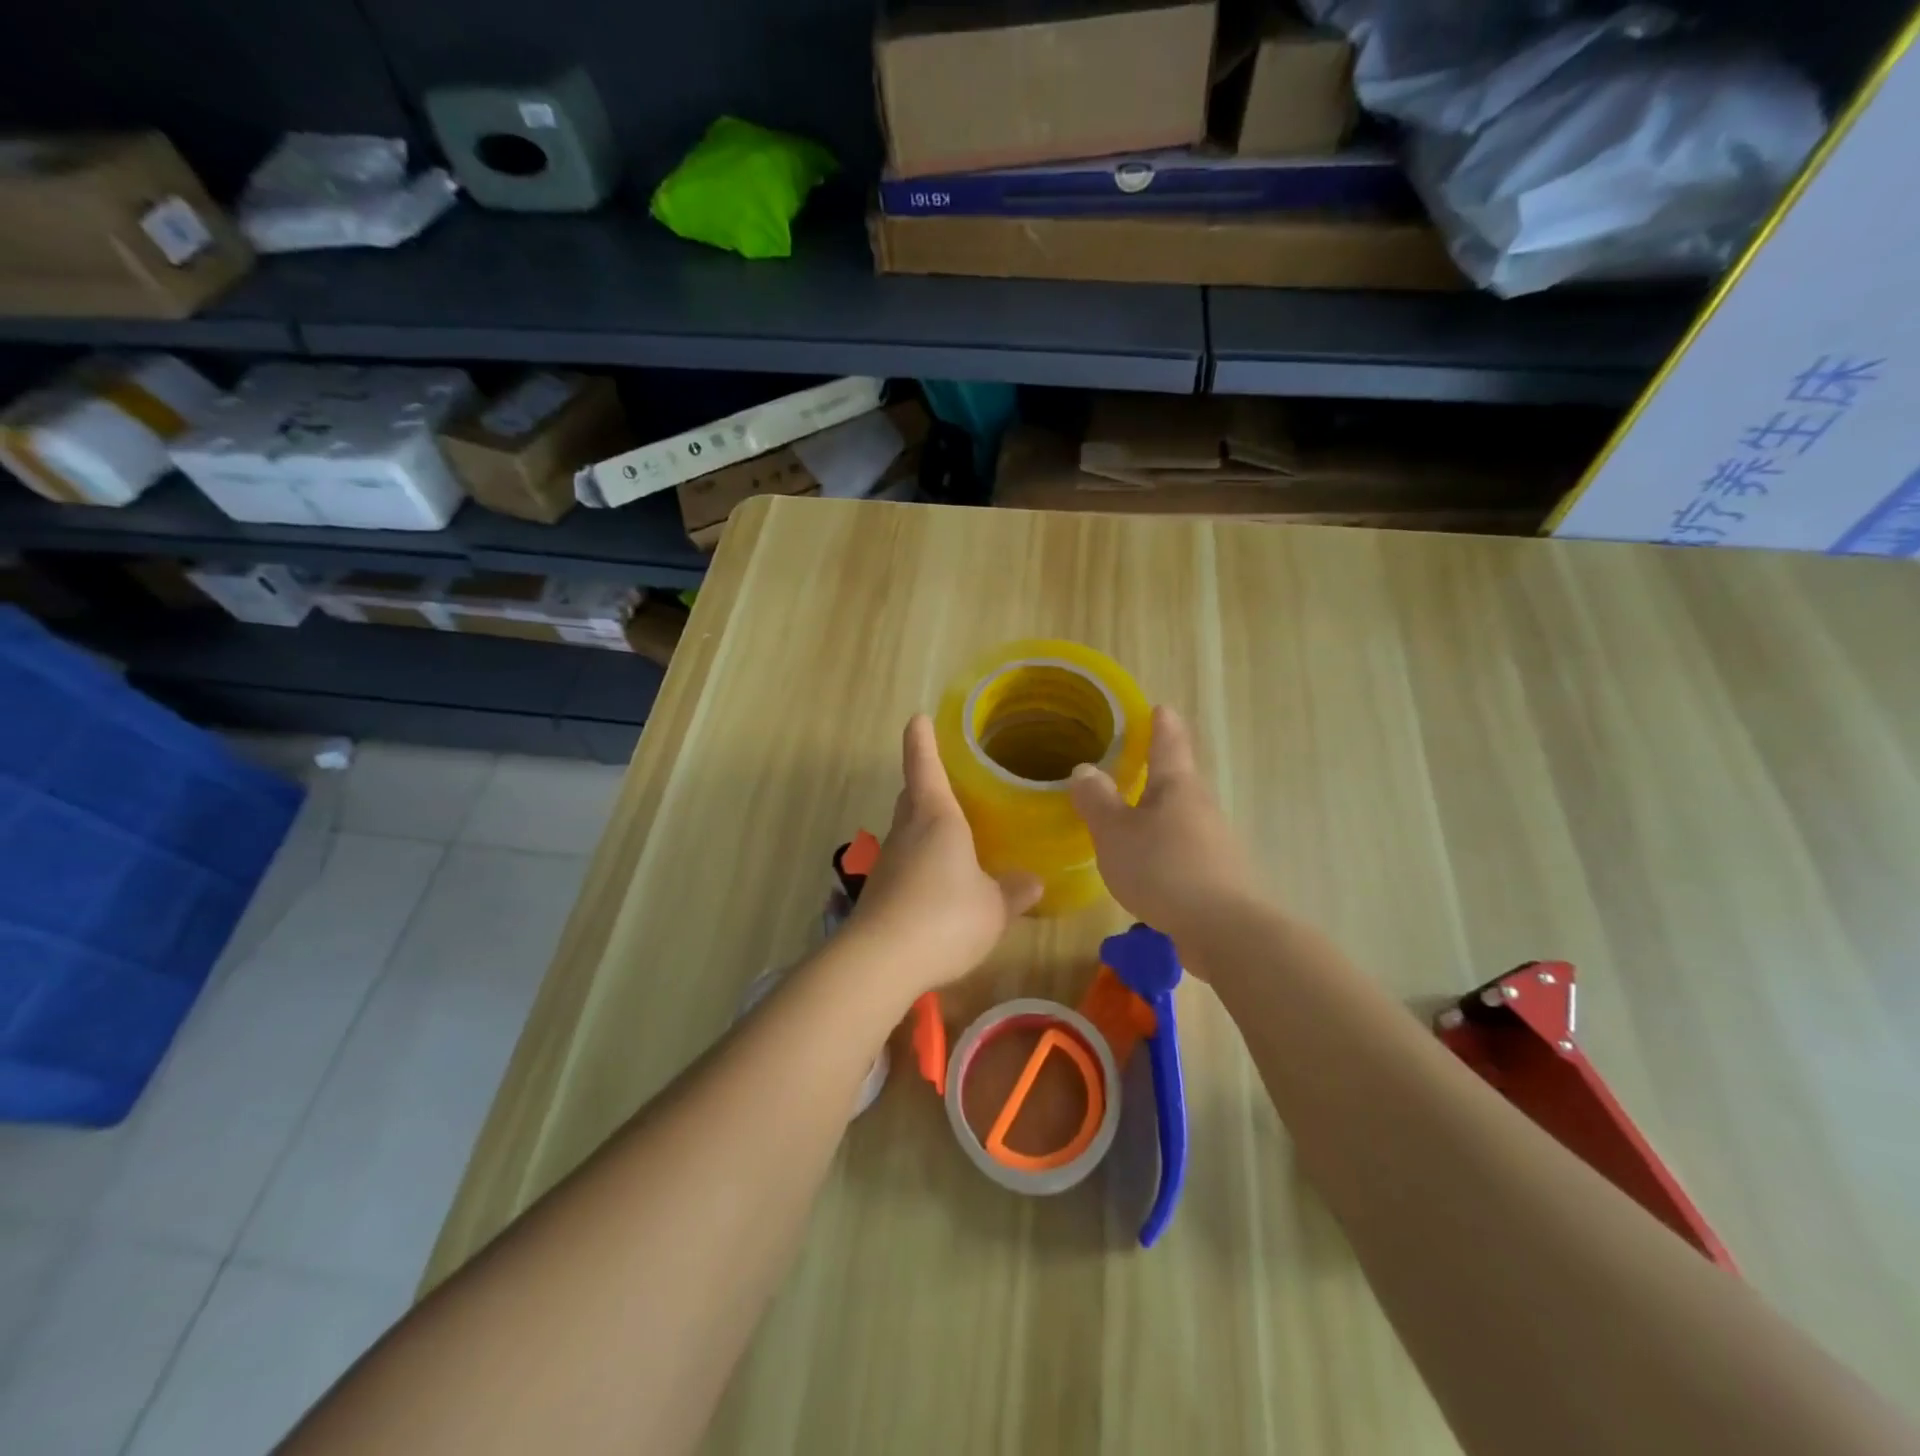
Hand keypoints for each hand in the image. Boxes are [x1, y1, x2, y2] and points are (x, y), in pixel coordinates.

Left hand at [845, 715, 1041, 1000]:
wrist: (881, 961)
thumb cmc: (946, 917)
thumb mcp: (993, 907)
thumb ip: (1013, 892)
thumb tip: (1033, 881)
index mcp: (936, 818)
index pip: (924, 766)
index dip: (921, 741)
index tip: (917, 718)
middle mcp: (907, 832)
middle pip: (912, 796)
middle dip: (924, 784)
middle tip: (946, 781)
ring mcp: (888, 862)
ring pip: (906, 832)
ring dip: (923, 828)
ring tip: (951, 836)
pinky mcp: (879, 893)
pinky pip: (904, 865)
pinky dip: (919, 864)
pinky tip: (938, 886)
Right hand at [1069, 705, 1256, 942]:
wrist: (1224, 932)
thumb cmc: (1163, 869)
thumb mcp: (1115, 833)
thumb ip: (1097, 801)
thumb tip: (1084, 769)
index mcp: (1177, 787)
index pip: (1169, 743)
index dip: (1161, 724)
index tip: (1159, 708)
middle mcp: (1201, 807)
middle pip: (1177, 782)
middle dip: (1155, 773)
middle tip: (1127, 767)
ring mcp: (1214, 843)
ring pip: (1180, 819)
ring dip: (1157, 816)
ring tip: (1128, 821)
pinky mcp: (1217, 877)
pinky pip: (1183, 851)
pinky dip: (1163, 850)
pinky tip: (1146, 868)